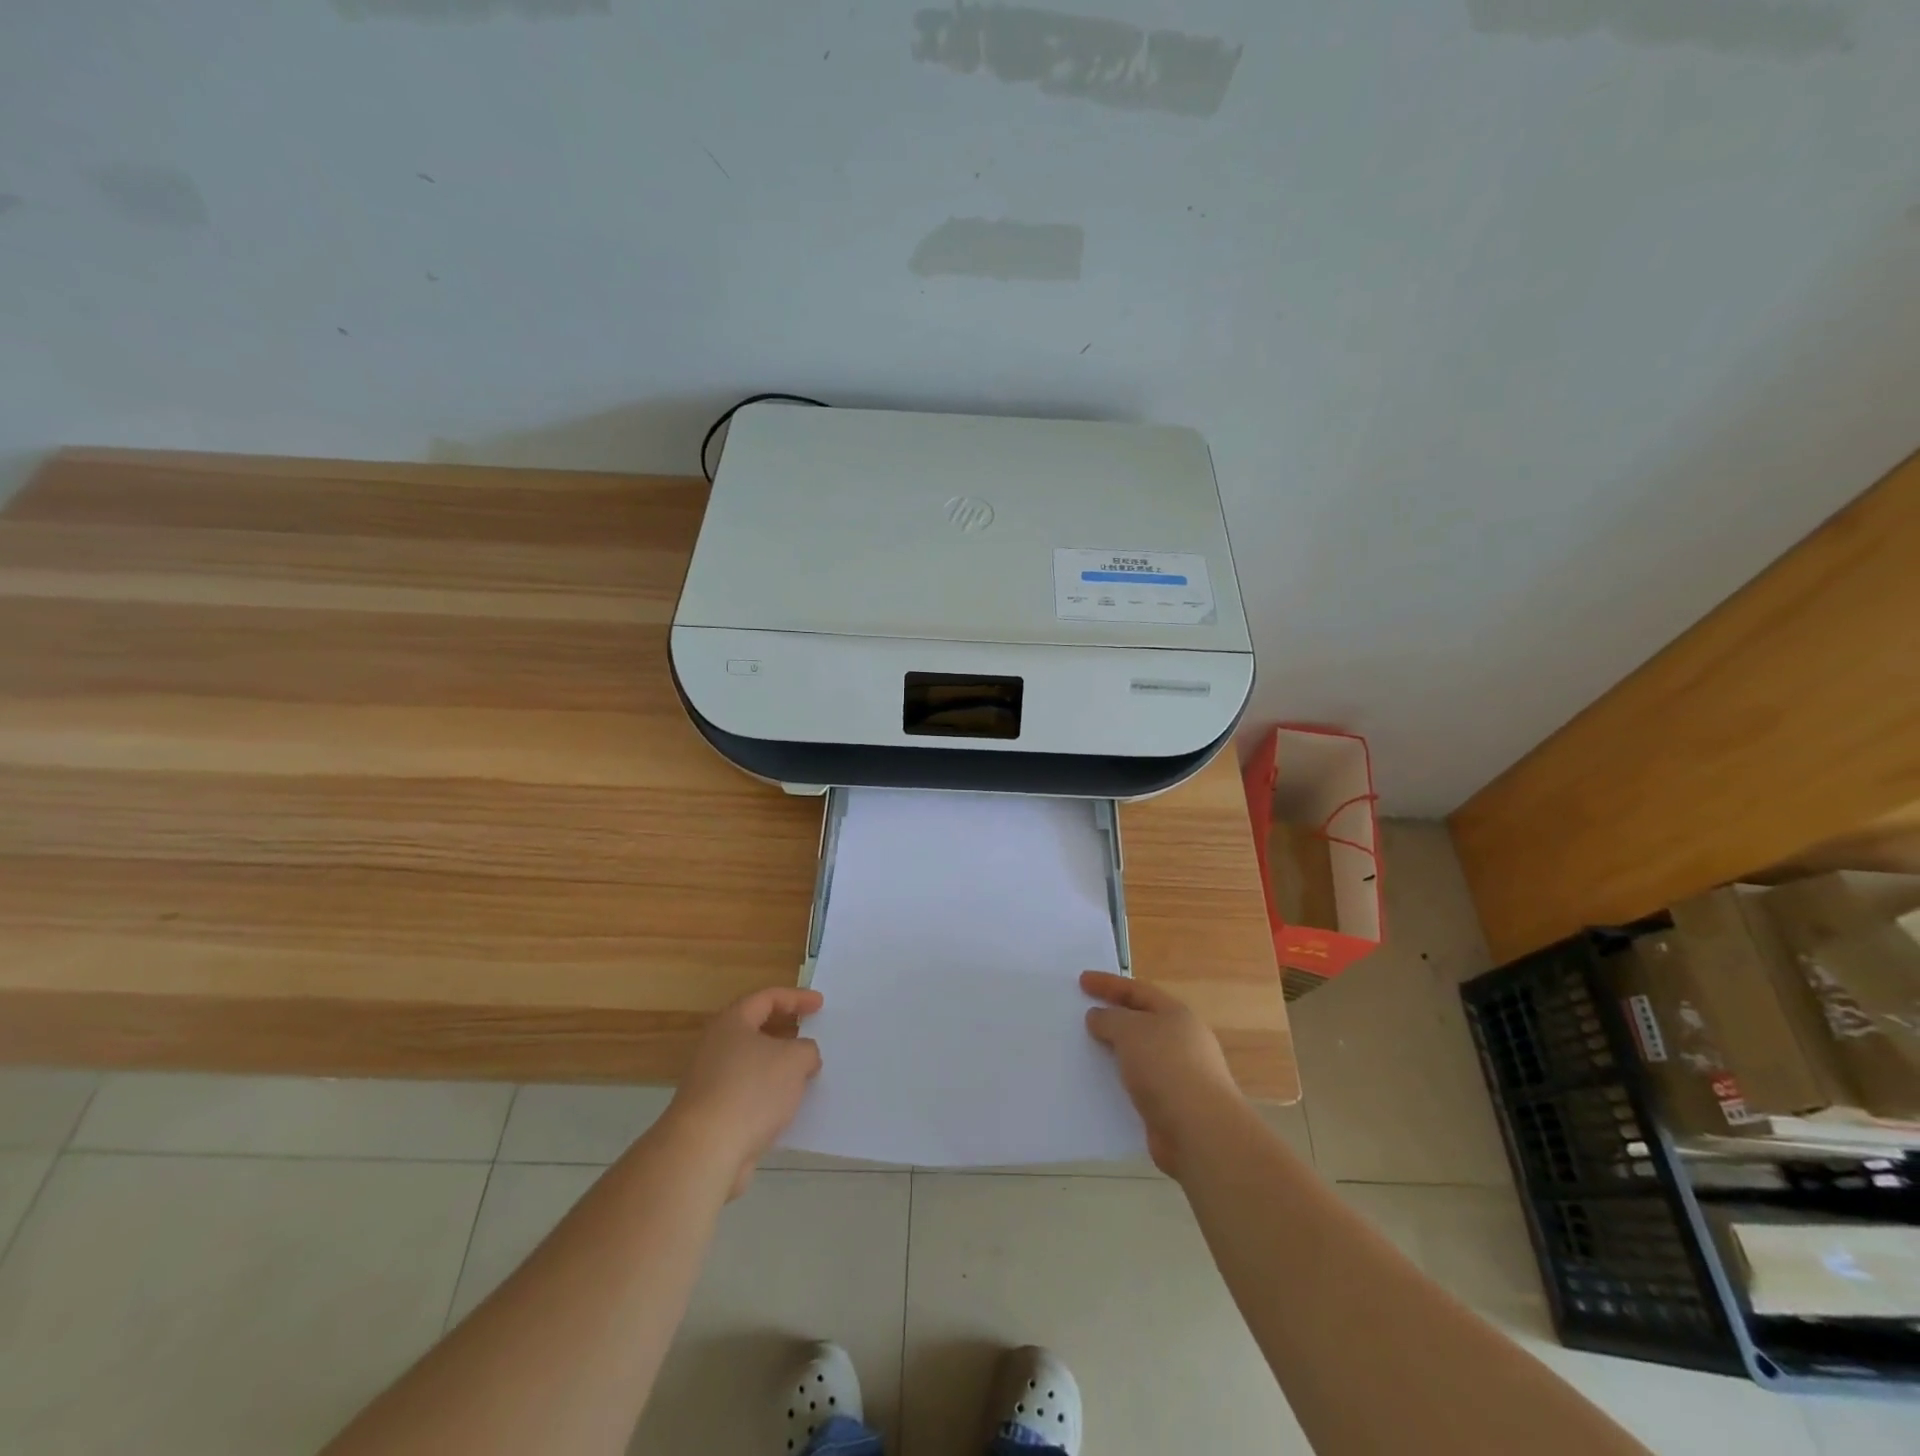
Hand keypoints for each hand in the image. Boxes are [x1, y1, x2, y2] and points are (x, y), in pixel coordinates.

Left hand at [663, 986, 823, 1198]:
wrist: (704, 1151)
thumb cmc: (751, 1090)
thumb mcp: (795, 1060)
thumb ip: (807, 1050)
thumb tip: (804, 1057)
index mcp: (732, 1022)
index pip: (767, 998)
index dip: (796, 997)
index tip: (820, 1004)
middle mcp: (717, 1046)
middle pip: (757, 1029)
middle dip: (787, 1032)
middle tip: (812, 1035)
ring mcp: (711, 1081)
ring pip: (753, 1064)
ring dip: (779, 1067)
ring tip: (808, 1074)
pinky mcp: (712, 1113)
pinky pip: (749, 1093)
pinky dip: (769, 1094)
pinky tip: (789, 1107)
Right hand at [1082, 971, 1240, 1177]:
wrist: (1199, 1131)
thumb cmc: (1166, 1067)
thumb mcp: (1130, 1031)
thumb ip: (1109, 1019)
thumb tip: (1098, 1017)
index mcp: (1176, 1015)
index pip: (1137, 990)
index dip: (1108, 984)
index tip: (1082, 980)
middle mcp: (1182, 1041)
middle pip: (1141, 1021)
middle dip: (1112, 1017)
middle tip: (1082, 1015)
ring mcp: (1180, 1075)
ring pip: (1138, 1055)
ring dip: (1114, 1052)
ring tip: (1085, 1051)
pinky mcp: (1172, 1106)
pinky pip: (1138, 1085)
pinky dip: (1119, 1081)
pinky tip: (1100, 1085)